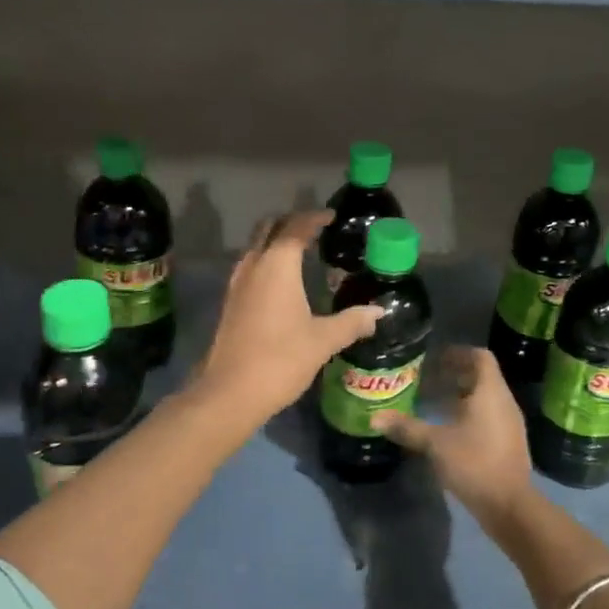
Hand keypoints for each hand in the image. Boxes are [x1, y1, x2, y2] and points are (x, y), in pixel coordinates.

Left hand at [190, 210, 384, 430]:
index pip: (296, 227)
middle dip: (290, 222)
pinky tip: (282, 281)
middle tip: (315, 229)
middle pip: (269, 228)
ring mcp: (237, 283)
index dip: (314, 218)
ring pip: (256, 246)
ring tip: (301, 251)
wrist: (231, 392)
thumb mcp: (323, 340)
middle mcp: (253, 265)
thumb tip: (378, 312)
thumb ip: (352, 322)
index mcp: (277, 265)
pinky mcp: (230, 302)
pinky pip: (250, 266)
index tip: (331, 217)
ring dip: (275, 241)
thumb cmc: (281, 359)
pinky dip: (266, 260)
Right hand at [375, 347, 535, 521]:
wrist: (510, 505)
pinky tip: (447, 429)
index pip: (480, 356)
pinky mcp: (508, 442)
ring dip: (460, 396)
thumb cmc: (474, 462)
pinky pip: (488, 416)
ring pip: (484, 398)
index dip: (458, 352)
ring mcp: (509, 423)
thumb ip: (406, 427)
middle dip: (454, 375)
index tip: (434, 358)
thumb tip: (375, 417)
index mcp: (490, 392)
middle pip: (481, 376)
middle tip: (426, 379)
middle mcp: (504, 401)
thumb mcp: (435, 443)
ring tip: (432, 403)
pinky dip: (468, 414)